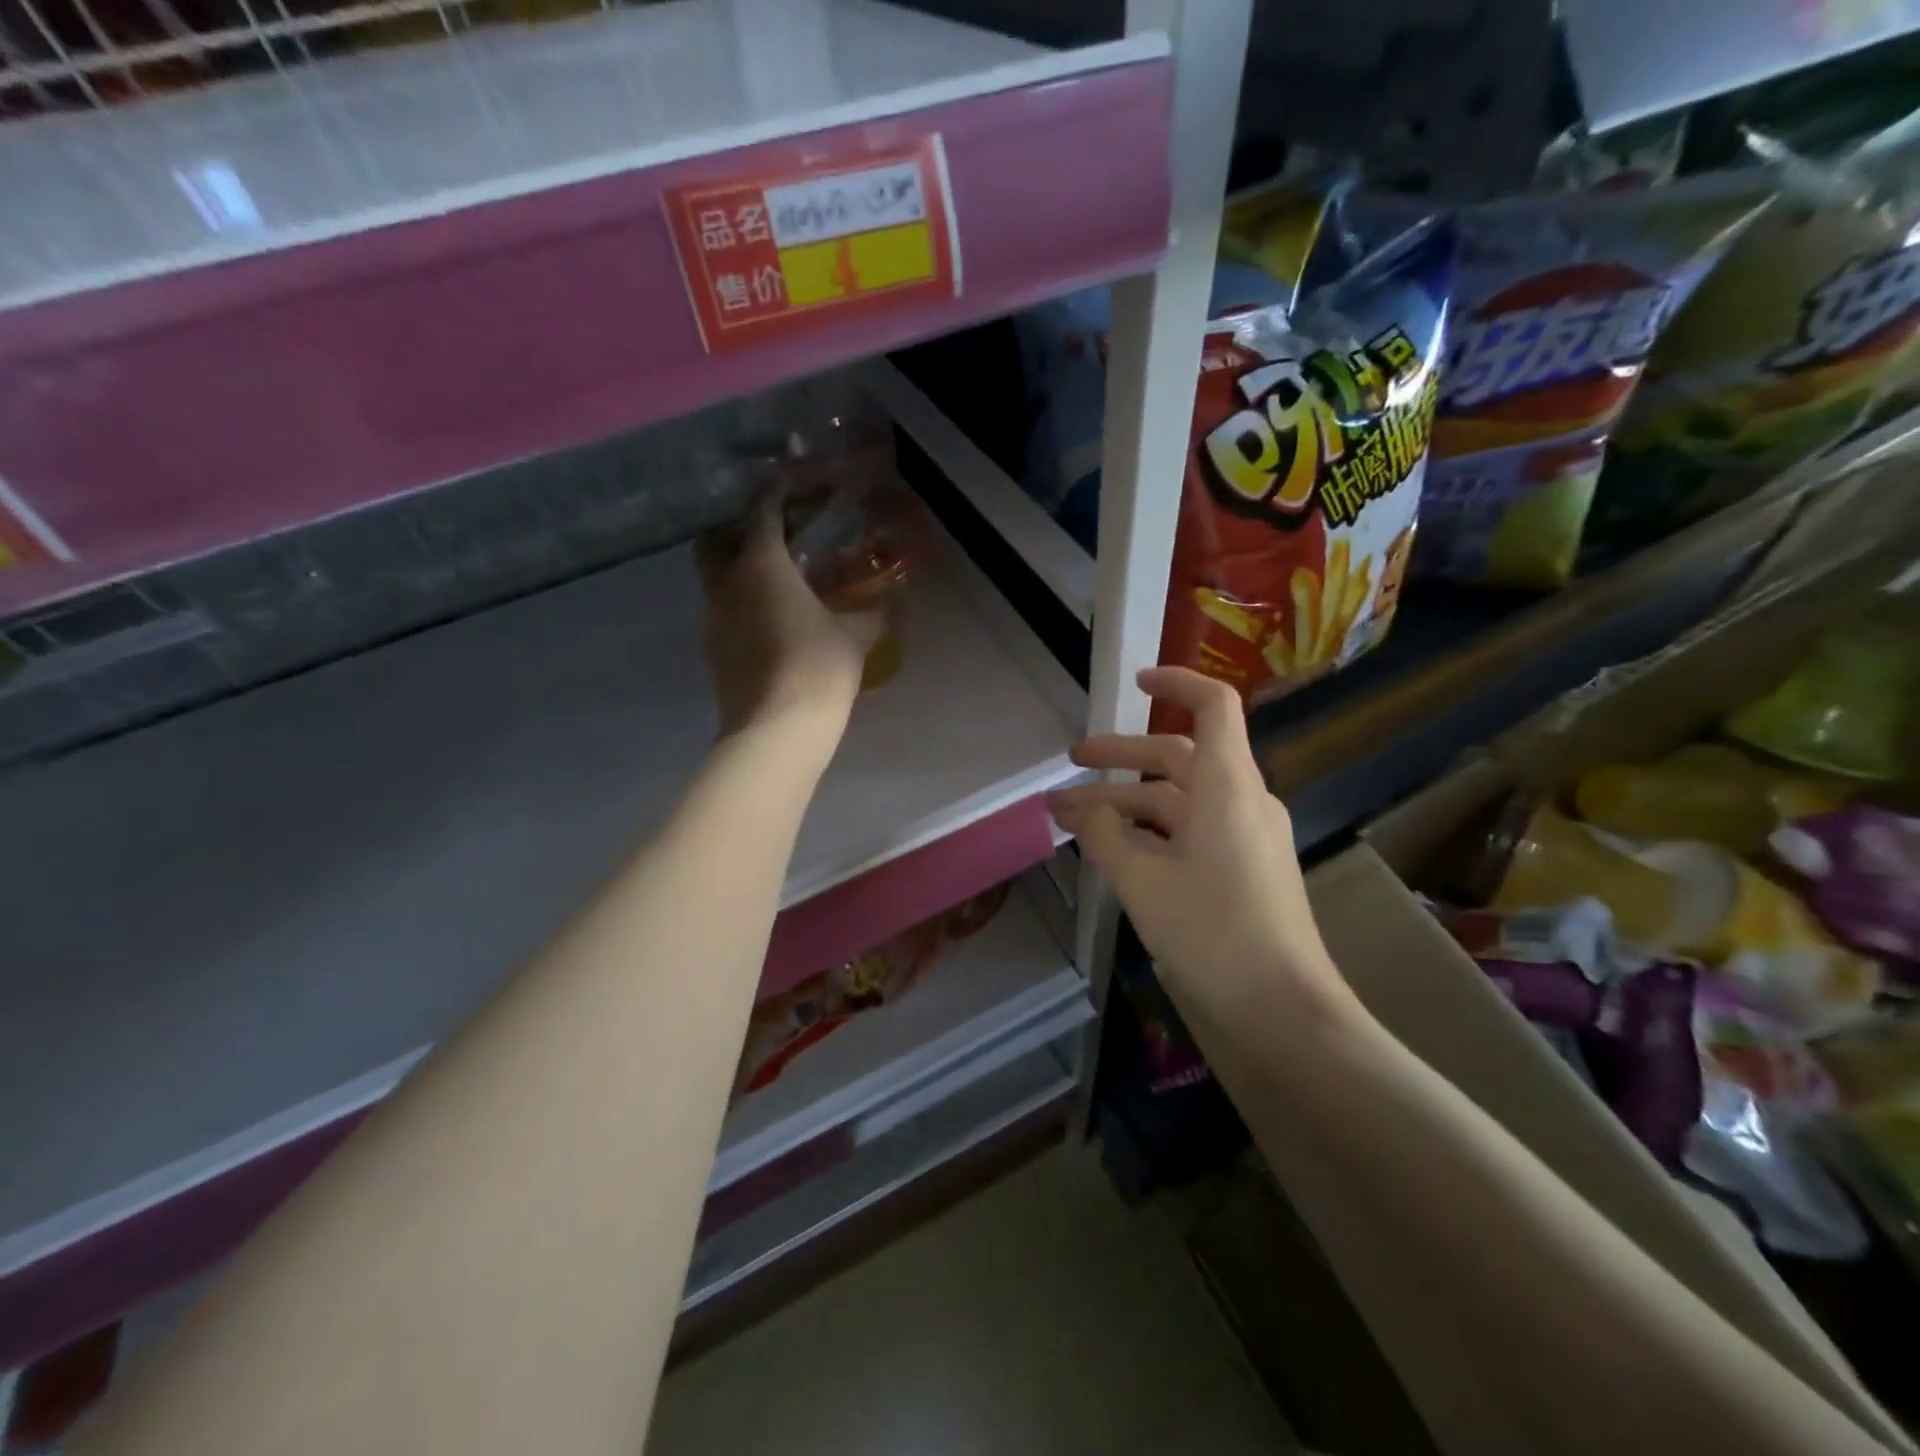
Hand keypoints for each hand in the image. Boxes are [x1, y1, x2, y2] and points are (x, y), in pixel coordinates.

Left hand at [696, 501, 881, 743]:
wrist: (775, 729)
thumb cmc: (817, 667)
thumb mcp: (855, 637)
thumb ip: (874, 614)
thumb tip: (897, 601)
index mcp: (760, 565)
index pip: (761, 511)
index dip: (774, 490)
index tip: (787, 478)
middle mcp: (726, 584)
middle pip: (716, 540)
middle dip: (738, 529)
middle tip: (771, 533)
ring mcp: (713, 619)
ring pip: (715, 578)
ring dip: (738, 569)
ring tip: (776, 578)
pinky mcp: (712, 650)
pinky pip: (722, 611)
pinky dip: (740, 603)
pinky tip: (769, 619)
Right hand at [1048, 667, 1355, 1026]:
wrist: (1284, 1011)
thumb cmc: (1214, 934)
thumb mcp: (1142, 882)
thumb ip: (1106, 835)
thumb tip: (1086, 810)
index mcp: (1227, 787)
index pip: (1212, 707)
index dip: (1175, 684)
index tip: (1132, 684)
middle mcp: (1241, 801)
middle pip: (1176, 758)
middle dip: (1118, 759)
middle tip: (1070, 765)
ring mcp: (1245, 837)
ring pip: (1176, 801)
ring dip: (1124, 803)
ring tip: (1070, 818)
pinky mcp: (1242, 870)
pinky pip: (1189, 832)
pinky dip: (1148, 831)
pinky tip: (1112, 850)